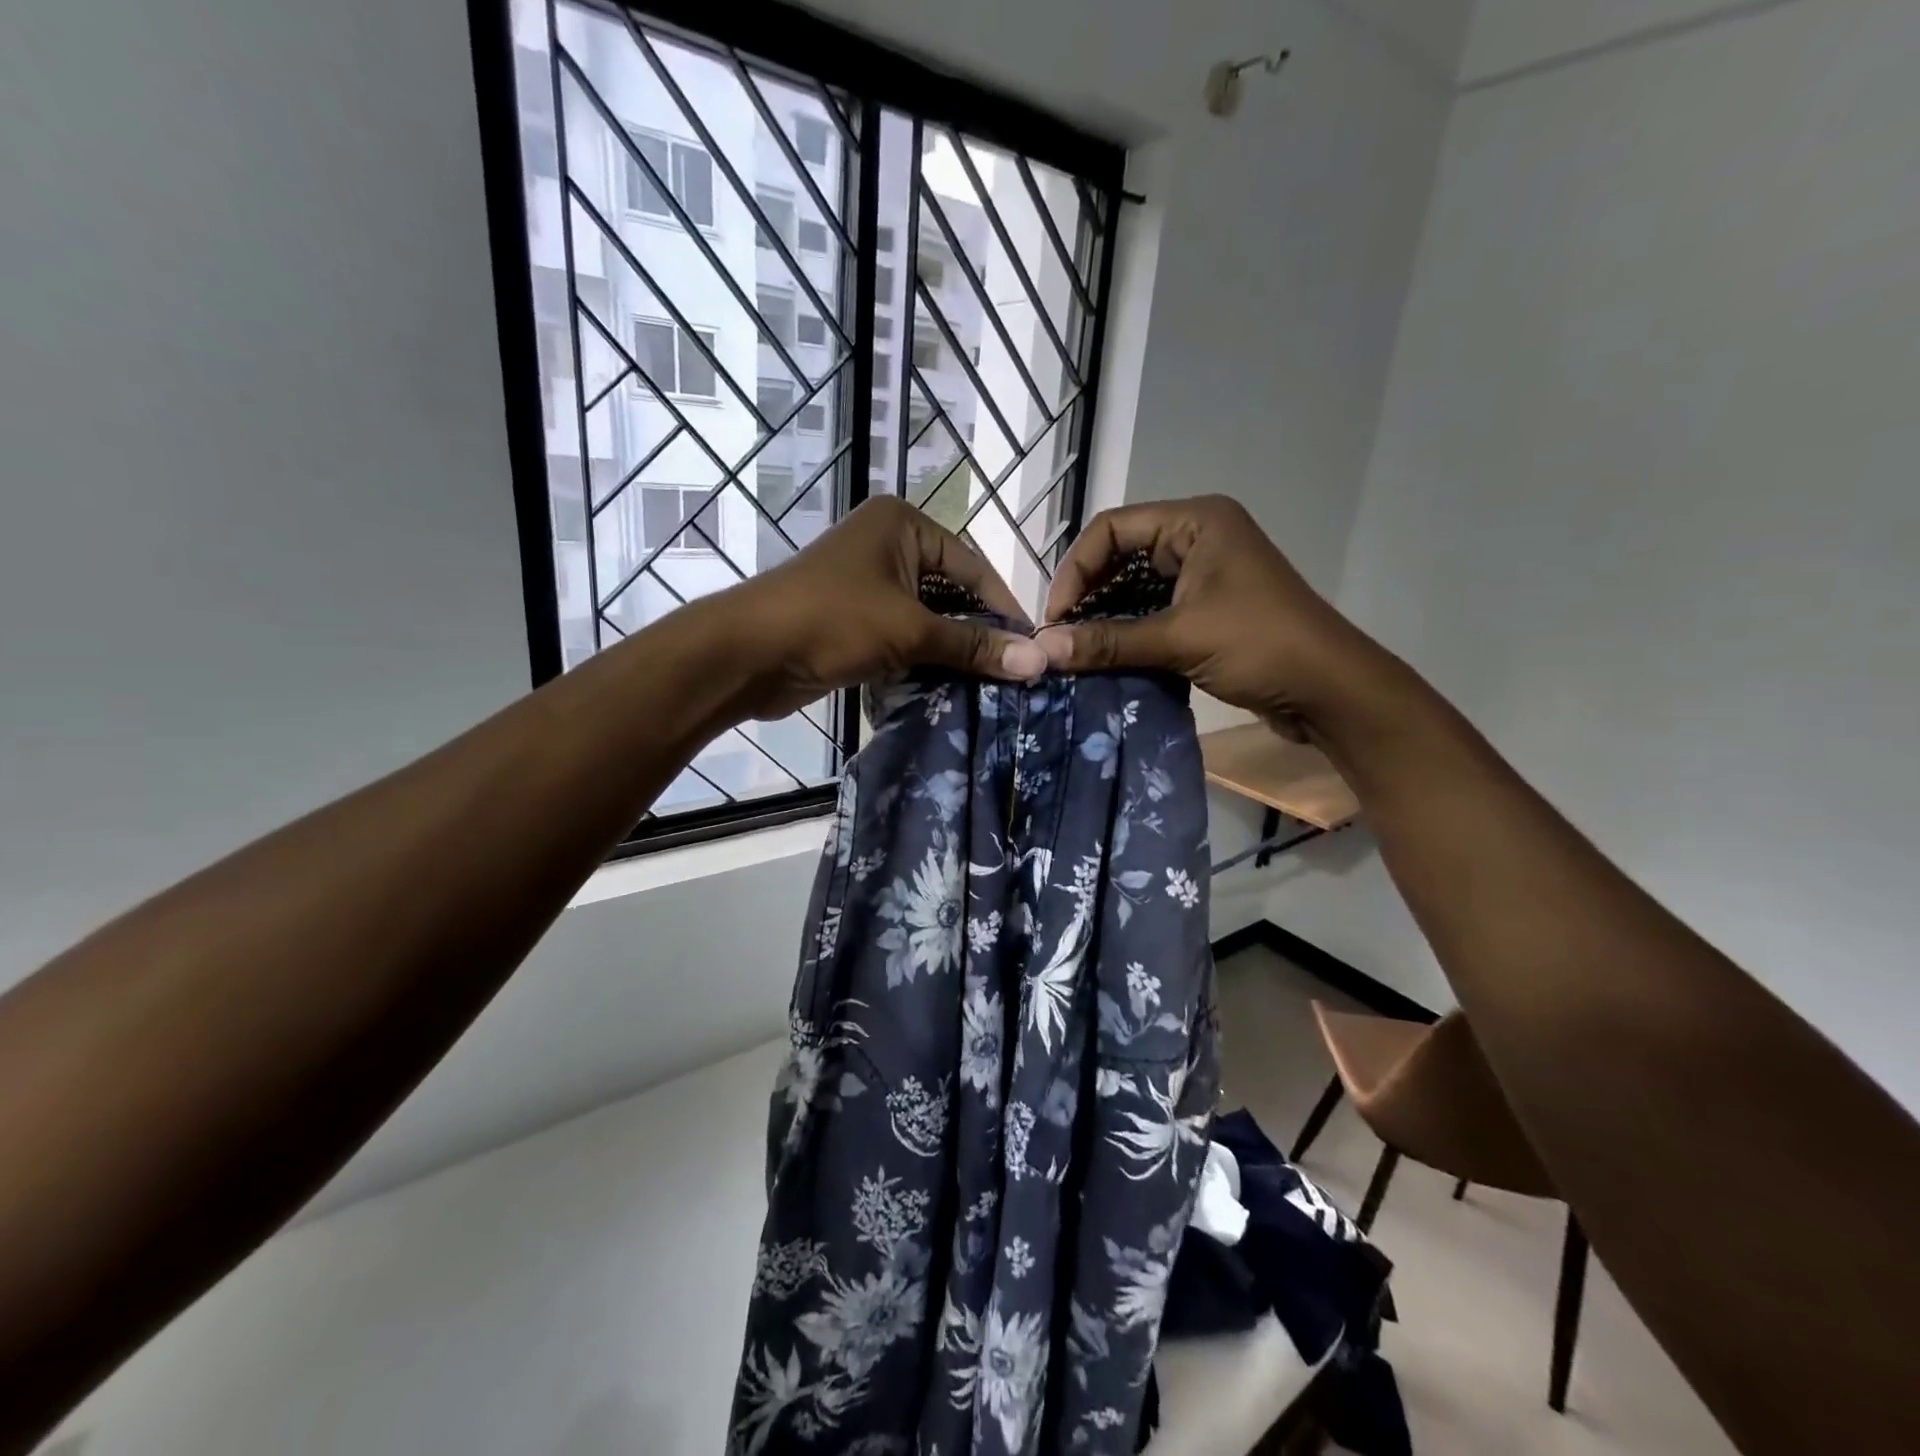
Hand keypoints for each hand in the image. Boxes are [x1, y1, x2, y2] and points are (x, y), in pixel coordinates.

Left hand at [718, 497, 1048, 719]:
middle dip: (977, 633)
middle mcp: (887, 545)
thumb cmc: (832, 621)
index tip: (1032, 648)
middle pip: (951, 592)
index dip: (1003, 608)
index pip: (973, 566)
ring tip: (988, 684)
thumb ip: (973, 646)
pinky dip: (923, 659)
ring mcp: (868, 584)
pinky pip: (902, 636)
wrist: (747, 654)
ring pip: (927, 618)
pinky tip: (949, 687)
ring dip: (951, 651)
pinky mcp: (853, 620)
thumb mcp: (910, 630)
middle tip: (1013, 671)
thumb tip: (1038, 660)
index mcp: (903, 525)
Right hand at [1033, 496, 1392, 733]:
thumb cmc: (1260, 645)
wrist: (1331, 691)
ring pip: (1135, 588)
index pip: (1112, 529)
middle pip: (1121, 557)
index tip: (1056, 618)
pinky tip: (1105, 660)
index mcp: (1195, 521)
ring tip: (1077, 653)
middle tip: (1061, 637)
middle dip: (1088, 596)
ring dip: (1106, 619)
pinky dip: (1128, 634)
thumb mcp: (1179, 639)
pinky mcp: (1207, 609)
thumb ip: (1107, 642)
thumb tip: (1043, 650)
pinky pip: (1154, 613)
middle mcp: (1197, 539)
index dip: (1076, 570)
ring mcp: (1204, 575)